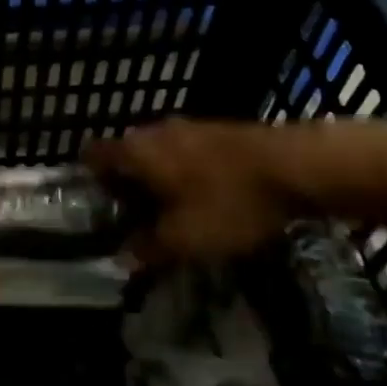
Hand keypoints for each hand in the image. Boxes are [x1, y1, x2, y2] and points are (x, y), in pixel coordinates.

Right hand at [86, 118, 315, 263]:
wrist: (298, 166)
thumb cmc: (229, 201)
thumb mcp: (184, 239)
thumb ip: (147, 248)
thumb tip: (122, 258)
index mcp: (135, 151)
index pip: (92, 156)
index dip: (88, 181)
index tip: (94, 209)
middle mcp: (154, 131)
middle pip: (124, 156)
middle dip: (125, 186)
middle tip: (131, 220)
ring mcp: (189, 128)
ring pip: (157, 155)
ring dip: (157, 181)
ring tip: (168, 215)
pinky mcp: (218, 133)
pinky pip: (185, 154)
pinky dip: (184, 176)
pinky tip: (202, 201)